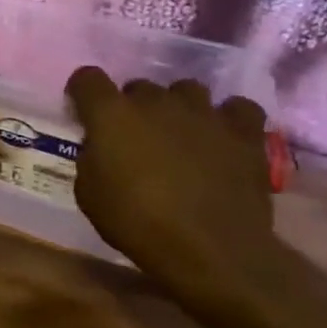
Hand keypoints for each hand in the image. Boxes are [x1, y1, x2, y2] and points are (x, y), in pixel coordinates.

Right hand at [65, 67, 275, 312]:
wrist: (210, 249)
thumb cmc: (137, 223)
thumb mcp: (89, 194)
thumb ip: (92, 158)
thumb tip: (102, 147)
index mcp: (111, 113)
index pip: (87, 78)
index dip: (83, 93)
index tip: (85, 112)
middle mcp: (155, 101)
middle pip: (139, 86)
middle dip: (134, 107)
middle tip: (136, 137)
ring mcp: (203, 113)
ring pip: (187, 90)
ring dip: (178, 108)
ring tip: (181, 134)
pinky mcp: (243, 132)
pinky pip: (237, 108)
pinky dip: (229, 118)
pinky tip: (222, 137)